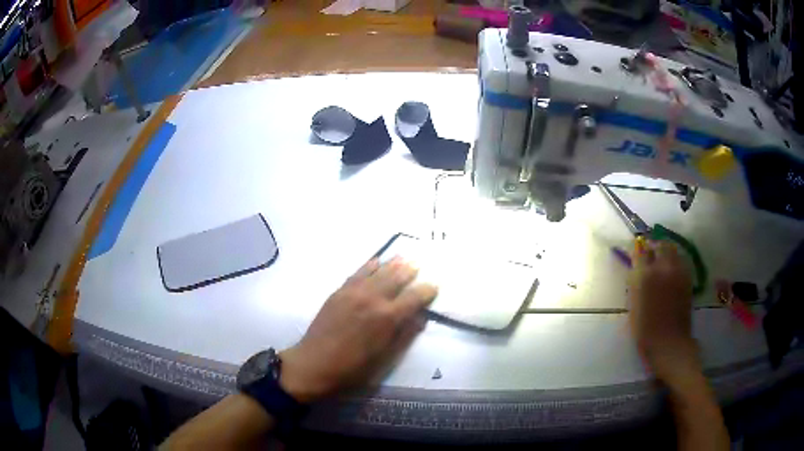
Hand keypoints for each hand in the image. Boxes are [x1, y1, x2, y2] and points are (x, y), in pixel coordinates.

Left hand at [278, 257, 436, 402]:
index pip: (414, 296)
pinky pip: (357, 272)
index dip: (427, 290)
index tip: (434, 287)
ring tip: (403, 257)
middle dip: (410, 271)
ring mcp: (354, 292)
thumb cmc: (354, 368)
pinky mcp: (339, 292)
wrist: (314, 364)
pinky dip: (369, 265)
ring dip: (392, 264)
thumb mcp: (385, 358)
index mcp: (388, 317)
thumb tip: (420, 318)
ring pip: (378, 271)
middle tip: (419, 265)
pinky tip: (376, 261)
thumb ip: (405, 335)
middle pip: (396, 277)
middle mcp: (373, 298)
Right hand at [628, 241, 700, 385]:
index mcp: (645, 275)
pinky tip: (671, 273)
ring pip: (673, 250)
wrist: (669, 343)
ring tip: (661, 262)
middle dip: (654, 246)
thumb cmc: (645, 329)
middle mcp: (663, 267)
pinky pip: (680, 261)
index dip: (637, 250)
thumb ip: (635, 282)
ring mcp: (678, 271)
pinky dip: (675, 261)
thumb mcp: (633, 305)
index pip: (640, 250)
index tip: (635, 253)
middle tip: (650, 255)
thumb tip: (636, 268)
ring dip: (666, 252)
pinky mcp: (687, 278)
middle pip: (660, 244)